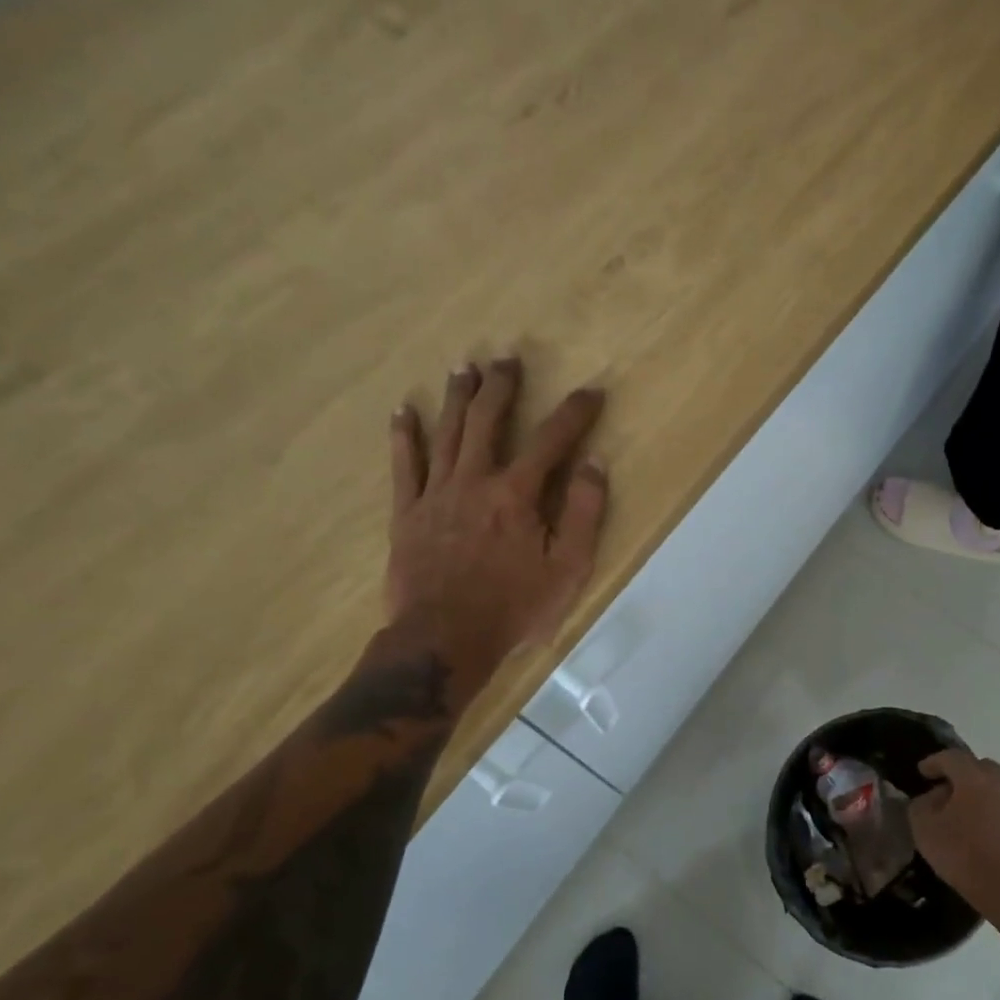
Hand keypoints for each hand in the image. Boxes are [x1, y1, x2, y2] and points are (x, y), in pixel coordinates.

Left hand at [385, 358, 607, 667]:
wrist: (443, 640)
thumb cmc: (513, 608)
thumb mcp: (568, 569)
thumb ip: (584, 513)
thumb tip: (595, 464)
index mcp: (517, 494)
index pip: (552, 440)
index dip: (574, 412)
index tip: (591, 391)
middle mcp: (475, 480)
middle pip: (489, 420)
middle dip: (502, 387)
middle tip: (507, 359)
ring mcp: (436, 493)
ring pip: (448, 432)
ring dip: (458, 398)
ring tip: (464, 368)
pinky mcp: (407, 513)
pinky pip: (404, 464)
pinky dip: (404, 435)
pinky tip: (404, 411)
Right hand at [911, 749, 999, 924]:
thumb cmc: (966, 856)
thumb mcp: (925, 830)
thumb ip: (921, 805)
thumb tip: (932, 797)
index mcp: (975, 777)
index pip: (951, 757)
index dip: (934, 762)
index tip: (923, 772)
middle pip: (980, 768)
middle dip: (962, 776)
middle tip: (947, 793)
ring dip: (984, 794)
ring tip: (971, 814)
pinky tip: (991, 834)